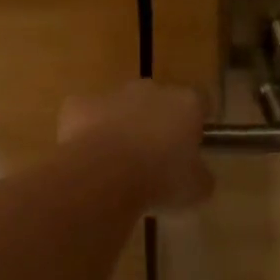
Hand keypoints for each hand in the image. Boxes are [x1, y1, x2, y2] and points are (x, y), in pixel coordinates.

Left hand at [59, 81, 213, 209]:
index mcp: (186, 103)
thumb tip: (197, 175)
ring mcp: (112, 94)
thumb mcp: (195, 189)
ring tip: (117, 161)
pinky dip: (86, 131)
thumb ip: (200, 175)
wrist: (103, 175)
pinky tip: (87, 158)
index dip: (197, 119)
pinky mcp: (79, 104)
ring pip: (120, 106)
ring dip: (121, 125)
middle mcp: (150, 90)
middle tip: (154, 156)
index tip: (193, 141)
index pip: (201, 100)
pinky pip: (86, 115)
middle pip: (159, 99)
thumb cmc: (159, 180)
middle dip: (156, 121)